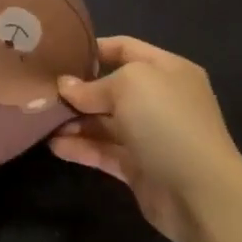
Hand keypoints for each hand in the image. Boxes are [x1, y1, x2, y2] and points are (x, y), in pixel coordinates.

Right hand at [51, 36, 241, 241]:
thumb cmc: (167, 122)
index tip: (59, 54)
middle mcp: (160, 100)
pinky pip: (104, 152)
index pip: (126, 48)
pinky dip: (81, 148)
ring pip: (105, 123)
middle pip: (112, 88)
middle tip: (42, 92)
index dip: (94, 49)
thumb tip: (66, 87)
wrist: (200, 192)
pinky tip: (55, 146)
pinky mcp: (139, 167)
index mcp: (168, 70)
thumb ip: (93, 86)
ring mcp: (150, 136)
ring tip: (41, 121)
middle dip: (78, 90)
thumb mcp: (129, 86)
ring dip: (75, 121)